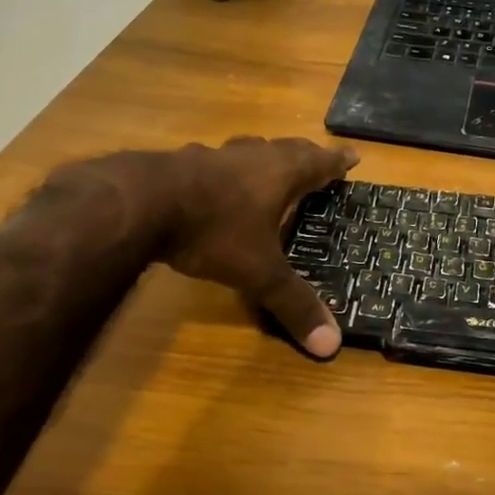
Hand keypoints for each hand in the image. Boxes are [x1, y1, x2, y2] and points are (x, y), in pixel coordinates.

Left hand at [44, 137, 356, 357]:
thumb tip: (331, 345)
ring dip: (263, 159)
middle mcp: (252, 156)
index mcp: (281, 173)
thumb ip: (293, 303)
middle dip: (305, 156)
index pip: (319, 162)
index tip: (354, 155)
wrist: (141, 204)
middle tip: (317, 162)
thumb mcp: (258, 272)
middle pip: (287, 149)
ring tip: (269, 169)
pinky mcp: (181, 164)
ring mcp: (214, 156)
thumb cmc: (214, 230)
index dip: (338, 161)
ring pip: (249, 151)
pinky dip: (225, 172)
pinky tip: (214, 186)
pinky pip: (214, 163)